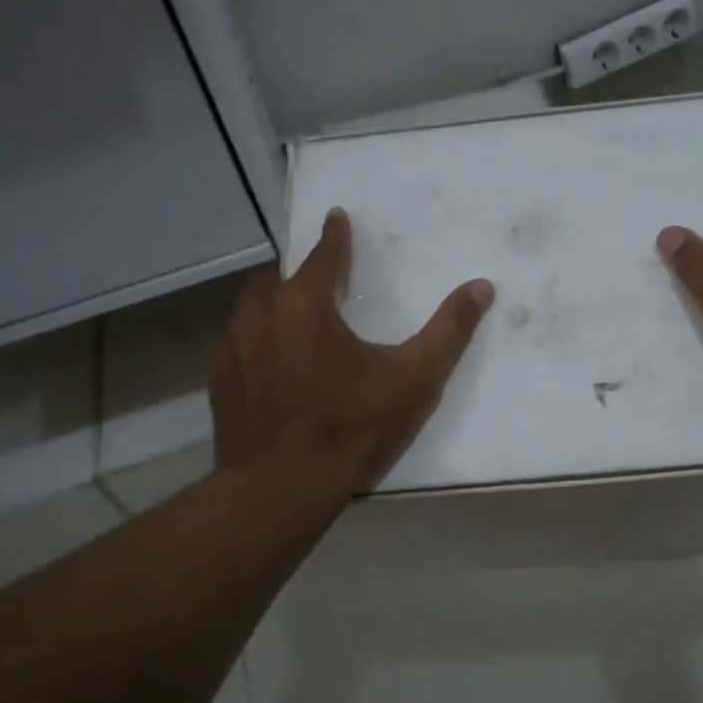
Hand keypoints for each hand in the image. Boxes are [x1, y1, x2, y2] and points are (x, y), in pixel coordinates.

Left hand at [211, 208, 494, 488]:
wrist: (283, 486)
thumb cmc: (352, 425)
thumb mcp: (414, 378)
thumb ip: (449, 330)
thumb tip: (481, 286)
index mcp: (305, 304)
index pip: (323, 255)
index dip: (336, 236)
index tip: (337, 217)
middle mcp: (260, 316)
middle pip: (279, 280)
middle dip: (300, 276)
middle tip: (320, 284)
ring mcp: (233, 350)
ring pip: (252, 312)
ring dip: (273, 308)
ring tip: (294, 322)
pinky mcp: (220, 385)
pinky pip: (238, 349)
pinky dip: (256, 346)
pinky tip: (270, 369)